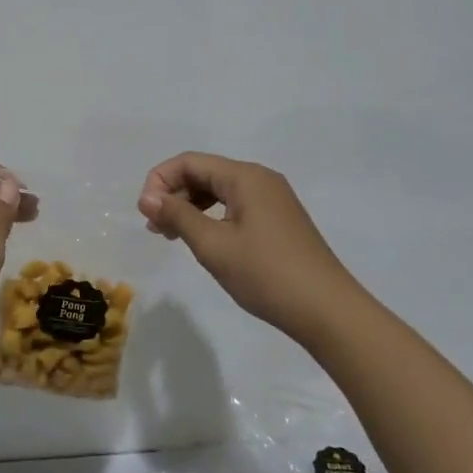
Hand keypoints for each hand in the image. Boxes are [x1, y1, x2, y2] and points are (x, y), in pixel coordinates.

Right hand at [138, 152, 361, 340]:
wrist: (327, 311)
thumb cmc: (266, 274)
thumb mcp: (213, 245)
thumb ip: (177, 216)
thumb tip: (147, 197)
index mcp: (245, 177)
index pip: (190, 162)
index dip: (160, 180)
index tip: (145, 213)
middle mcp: (260, 179)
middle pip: (204, 173)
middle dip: (173, 195)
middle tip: (155, 229)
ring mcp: (273, 200)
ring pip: (218, 192)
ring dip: (190, 208)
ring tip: (171, 236)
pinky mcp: (278, 221)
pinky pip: (234, 207)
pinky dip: (211, 218)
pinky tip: (202, 241)